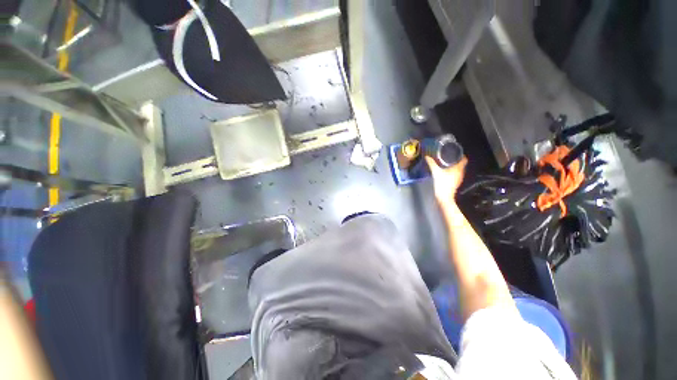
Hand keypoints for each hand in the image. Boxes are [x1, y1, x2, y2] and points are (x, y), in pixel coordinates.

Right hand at [426, 156, 467, 204]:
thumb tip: (427, 156)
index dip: (461, 155)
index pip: (464, 160)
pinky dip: (452, 172)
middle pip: (461, 165)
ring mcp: (458, 179)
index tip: (456, 152)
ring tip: (447, 164)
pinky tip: (446, 172)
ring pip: (459, 170)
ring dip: (454, 167)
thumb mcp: (436, 172)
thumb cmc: (442, 183)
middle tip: (449, 157)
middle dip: (456, 160)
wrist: (444, 197)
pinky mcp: (455, 183)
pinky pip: (456, 175)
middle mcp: (460, 173)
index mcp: (458, 169)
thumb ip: (431, 164)